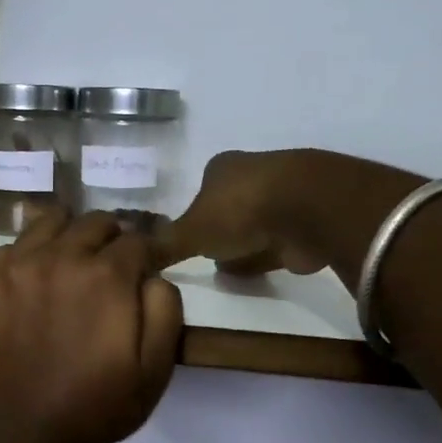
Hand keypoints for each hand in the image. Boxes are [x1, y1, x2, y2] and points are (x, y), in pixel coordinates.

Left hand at [0, 209, 183, 442]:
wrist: (25, 432)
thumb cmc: (98, 403)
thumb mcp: (156, 368)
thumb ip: (165, 309)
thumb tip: (152, 274)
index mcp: (106, 275)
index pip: (135, 239)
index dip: (145, 252)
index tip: (144, 267)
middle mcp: (59, 257)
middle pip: (92, 223)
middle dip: (109, 239)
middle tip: (108, 266)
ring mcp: (15, 268)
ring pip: (48, 222)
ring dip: (66, 236)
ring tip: (68, 264)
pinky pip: (8, 249)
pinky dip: (26, 259)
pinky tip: (30, 286)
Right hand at [156, 150, 327, 275]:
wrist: (306, 209)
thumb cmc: (239, 211)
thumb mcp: (190, 232)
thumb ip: (164, 245)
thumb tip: (134, 255)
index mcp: (222, 169)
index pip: (202, 191)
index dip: (194, 215)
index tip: (188, 239)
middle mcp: (253, 176)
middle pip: (229, 207)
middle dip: (221, 230)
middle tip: (207, 257)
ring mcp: (283, 198)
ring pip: (255, 226)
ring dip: (244, 246)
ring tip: (227, 271)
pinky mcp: (306, 224)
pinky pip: (278, 244)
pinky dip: (265, 257)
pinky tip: (254, 273)